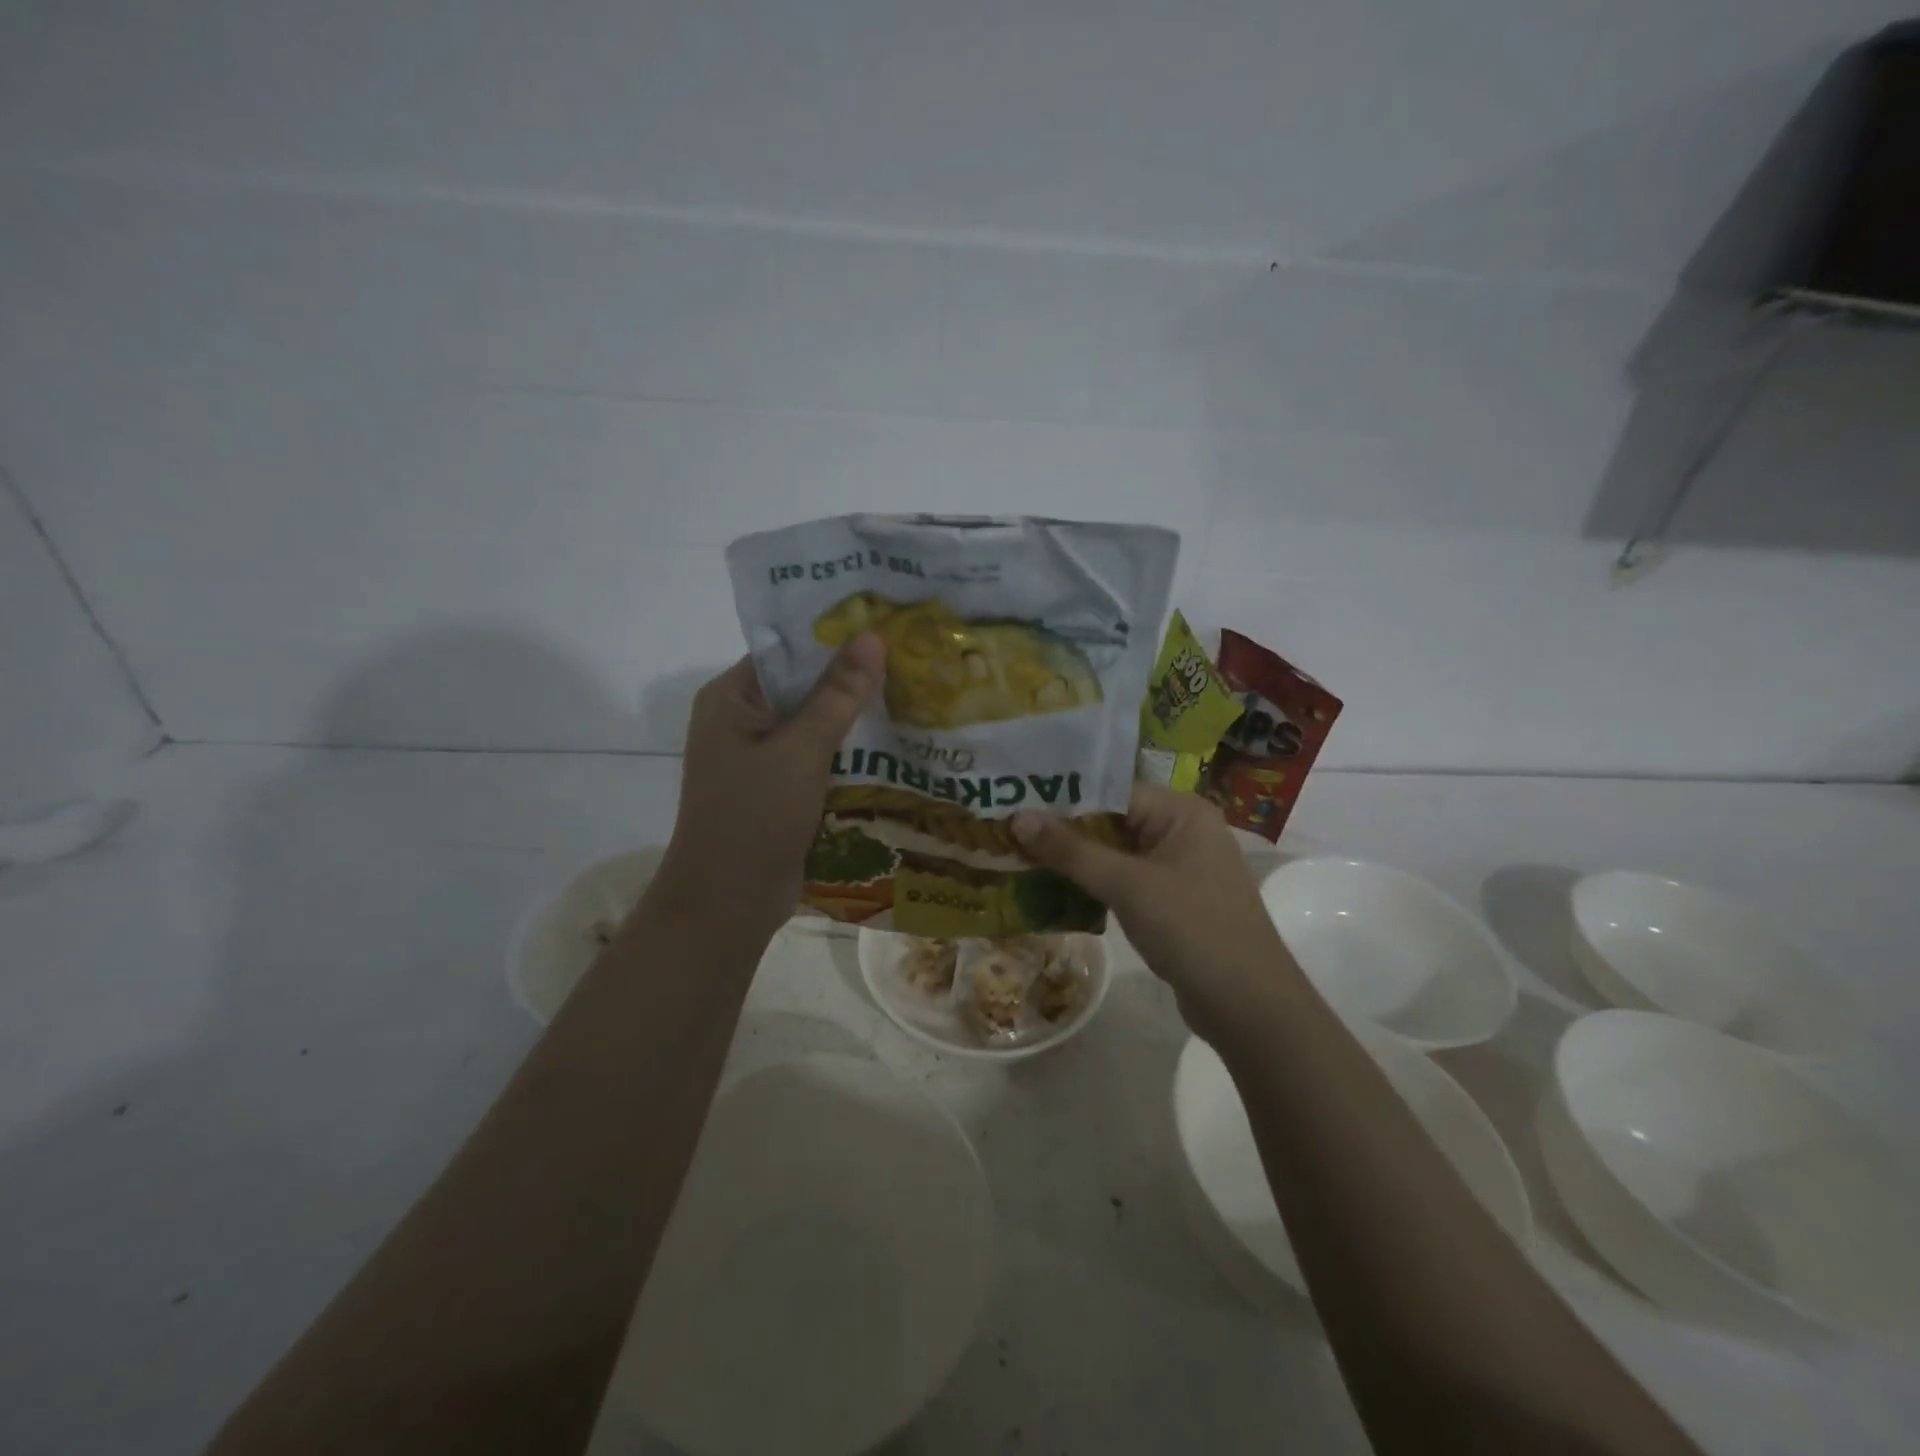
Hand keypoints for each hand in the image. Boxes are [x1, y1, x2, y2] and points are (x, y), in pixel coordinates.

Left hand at [651, 635, 885, 943]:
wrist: (729, 903)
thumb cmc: (755, 816)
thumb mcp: (801, 749)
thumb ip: (838, 694)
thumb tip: (872, 636)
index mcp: (731, 698)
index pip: (787, 651)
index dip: (835, 637)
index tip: (887, 624)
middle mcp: (742, 720)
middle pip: (803, 686)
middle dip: (852, 677)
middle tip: (911, 657)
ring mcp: (761, 757)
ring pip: (815, 723)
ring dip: (855, 716)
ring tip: (914, 691)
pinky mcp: (779, 788)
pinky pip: (818, 756)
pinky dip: (849, 750)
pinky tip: (894, 740)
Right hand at [1013, 786, 1295, 1037]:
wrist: (1249, 1006)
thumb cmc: (1192, 929)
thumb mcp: (1127, 885)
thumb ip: (1072, 851)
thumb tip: (1018, 818)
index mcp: (1182, 812)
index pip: (1111, 792)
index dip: (1062, 800)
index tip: (1014, 805)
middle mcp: (1183, 830)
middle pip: (1112, 821)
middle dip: (1063, 831)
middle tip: (1007, 832)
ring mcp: (1180, 868)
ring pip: (1116, 854)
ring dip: (1075, 860)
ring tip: (1020, 857)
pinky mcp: (1173, 901)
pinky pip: (1126, 880)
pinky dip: (1095, 884)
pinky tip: (1055, 889)